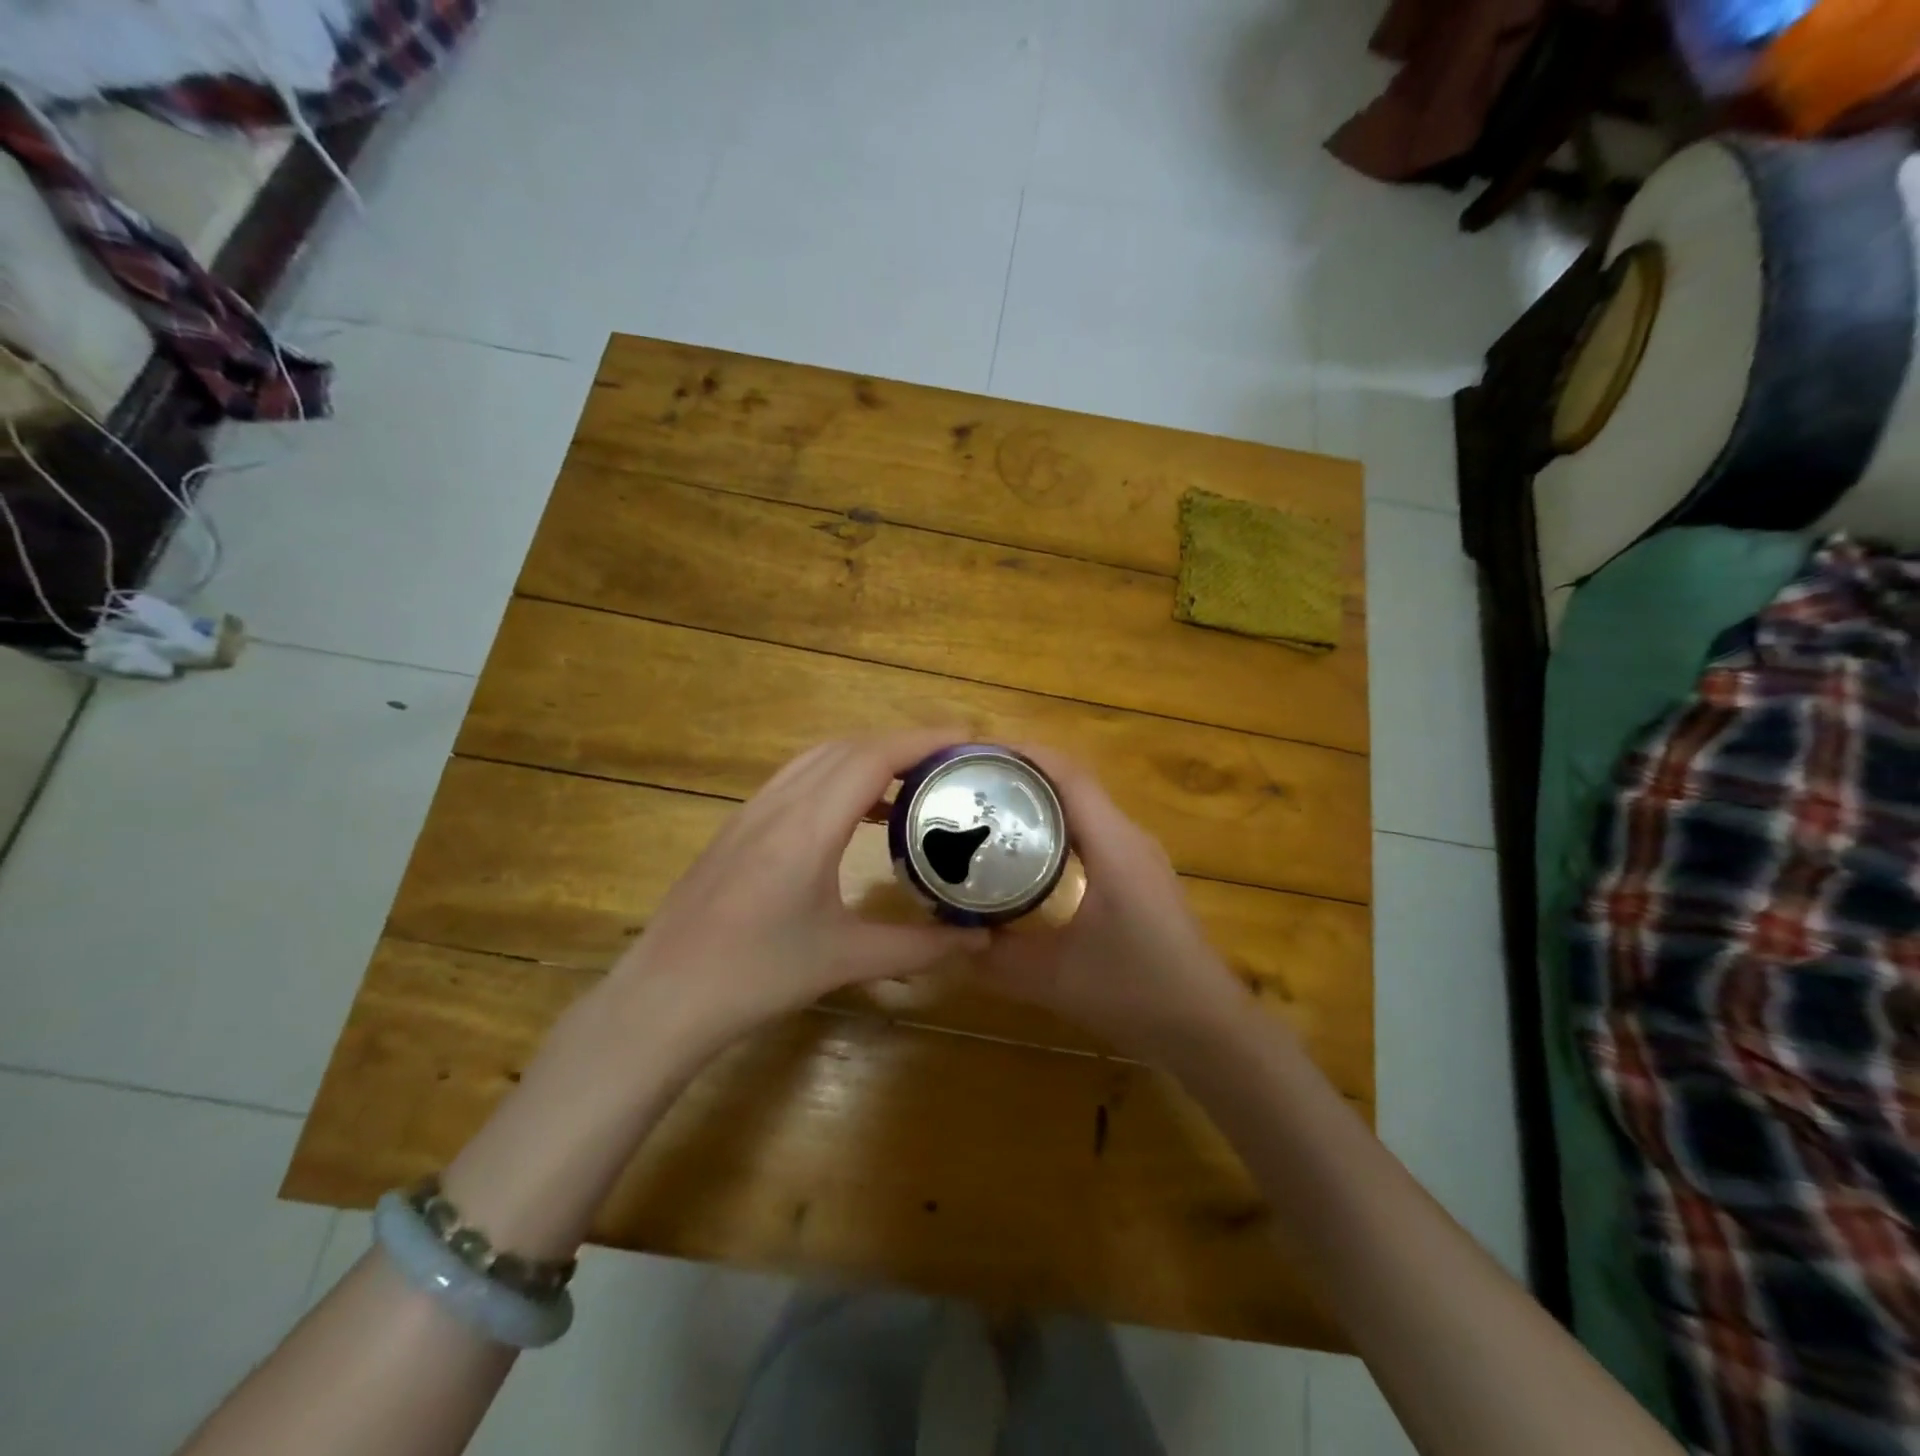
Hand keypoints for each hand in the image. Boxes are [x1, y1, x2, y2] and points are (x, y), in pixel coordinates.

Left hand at [607, 730, 988, 1058]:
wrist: (663, 997)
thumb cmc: (756, 977)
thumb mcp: (845, 960)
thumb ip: (918, 946)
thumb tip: (980, 942)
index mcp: (807, 826)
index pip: (873, 757)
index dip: (924, 740)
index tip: (969, 740)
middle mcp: (779, 803)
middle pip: (849, 746)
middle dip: (906, 743)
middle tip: (952, 762)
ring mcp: (753, 810)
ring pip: (820, 757)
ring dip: (871, 755)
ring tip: (915, 781)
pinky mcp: (739, 826)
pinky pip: (798, 778)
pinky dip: (840, 776)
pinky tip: (859, 813)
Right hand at [976, 750, 1253, 1067]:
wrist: (1208, 1028)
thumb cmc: (1138, 993)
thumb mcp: (1055, 979)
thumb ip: (997, 960)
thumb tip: (947, 941)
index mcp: (1113, 845)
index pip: (1067, 775)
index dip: (1022, 755)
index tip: (975, 754)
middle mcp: (1129, 838)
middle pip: (1073, 783)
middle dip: (1022, 774)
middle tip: (970, 784)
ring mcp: (1139, 856)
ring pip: (1084, 807)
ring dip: (1040, 800)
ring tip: (989, 809)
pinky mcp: (1140, 877)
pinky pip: (1093, 832)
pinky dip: (1057, 827)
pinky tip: (1028, 854)